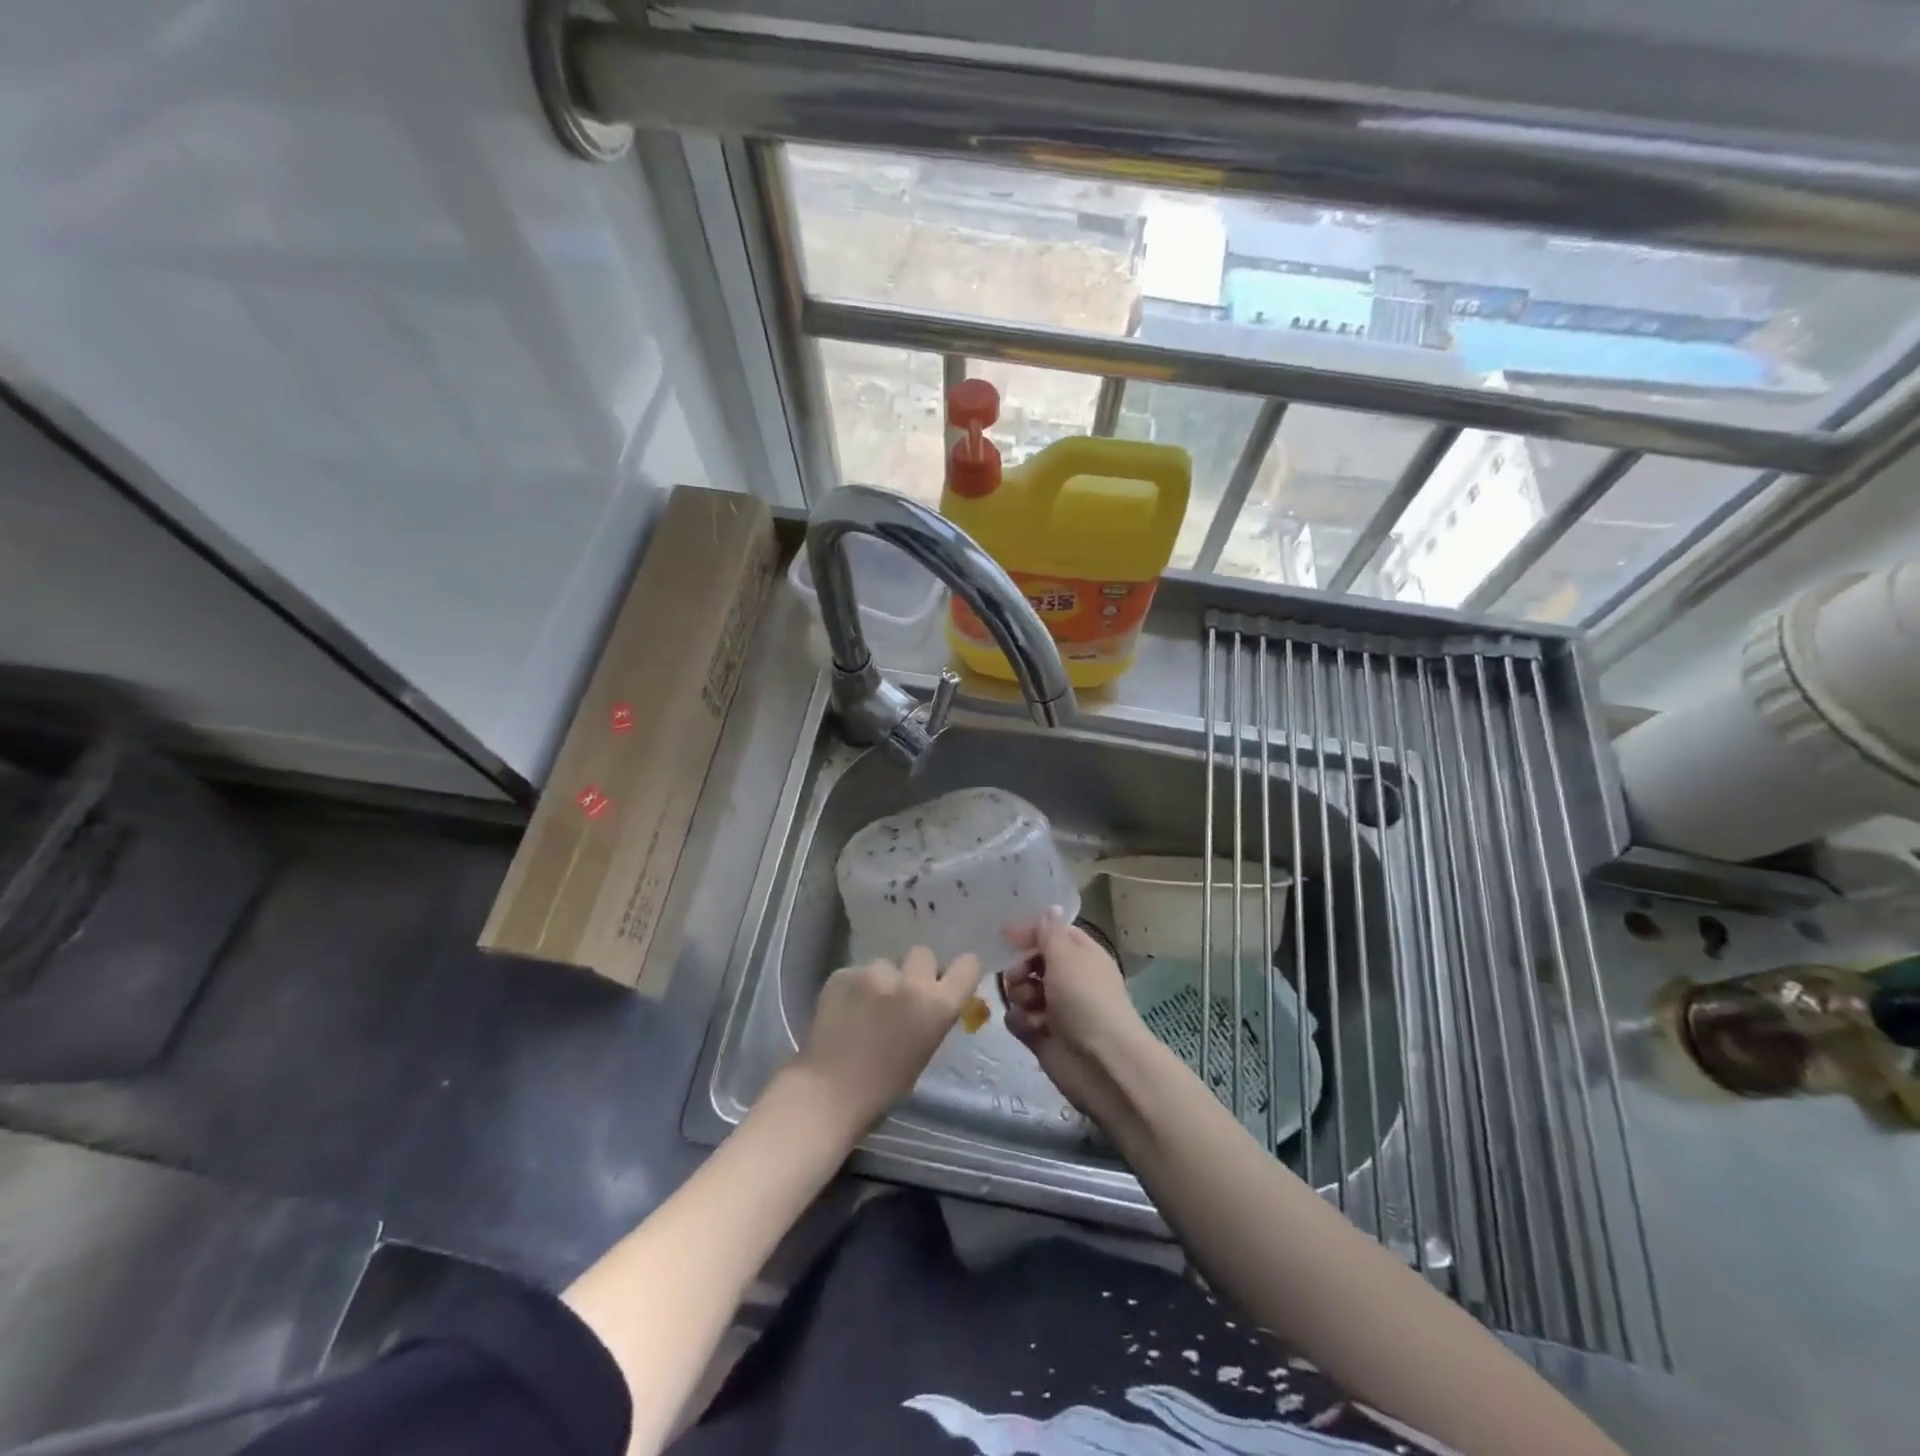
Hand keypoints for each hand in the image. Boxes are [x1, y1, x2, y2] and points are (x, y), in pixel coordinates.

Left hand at [791, 947, 983, 1132]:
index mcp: (937, 1006)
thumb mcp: (924, 1050)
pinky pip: (856, 973)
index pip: (967, 966)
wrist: (829, 1092)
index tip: (947, 980)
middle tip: (901, 994)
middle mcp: (910, 982)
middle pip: (923, 954)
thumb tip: (932, 998)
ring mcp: (873, 973)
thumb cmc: (884, 1087)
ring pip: (885, 964)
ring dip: (880, 980)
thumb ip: (932, 1015)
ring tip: (864, 1008)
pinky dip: (853, 988)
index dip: (959, 971)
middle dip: (915, 970)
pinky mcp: (843, 973)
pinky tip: (843, 1012)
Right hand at [1001, 907, 1149, 1120]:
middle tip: (1019, 976)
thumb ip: (1050, 932)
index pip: (1052, 934)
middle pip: (1032, 963)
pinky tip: (1030, 1028)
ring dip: (1019, 996)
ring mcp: (1055, 1010)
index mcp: (1081, 956)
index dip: (1030, 932)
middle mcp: (1069, 980)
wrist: (1102, 1063)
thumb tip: (1051, 908)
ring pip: (1021, 992)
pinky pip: (1019, 1020)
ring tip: (1030, 1006)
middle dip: (1020, 968)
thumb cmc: (1085, 999)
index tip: (1004, 934)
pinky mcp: (1042, 1036)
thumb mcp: (1066, 956)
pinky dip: (1021, 1022)